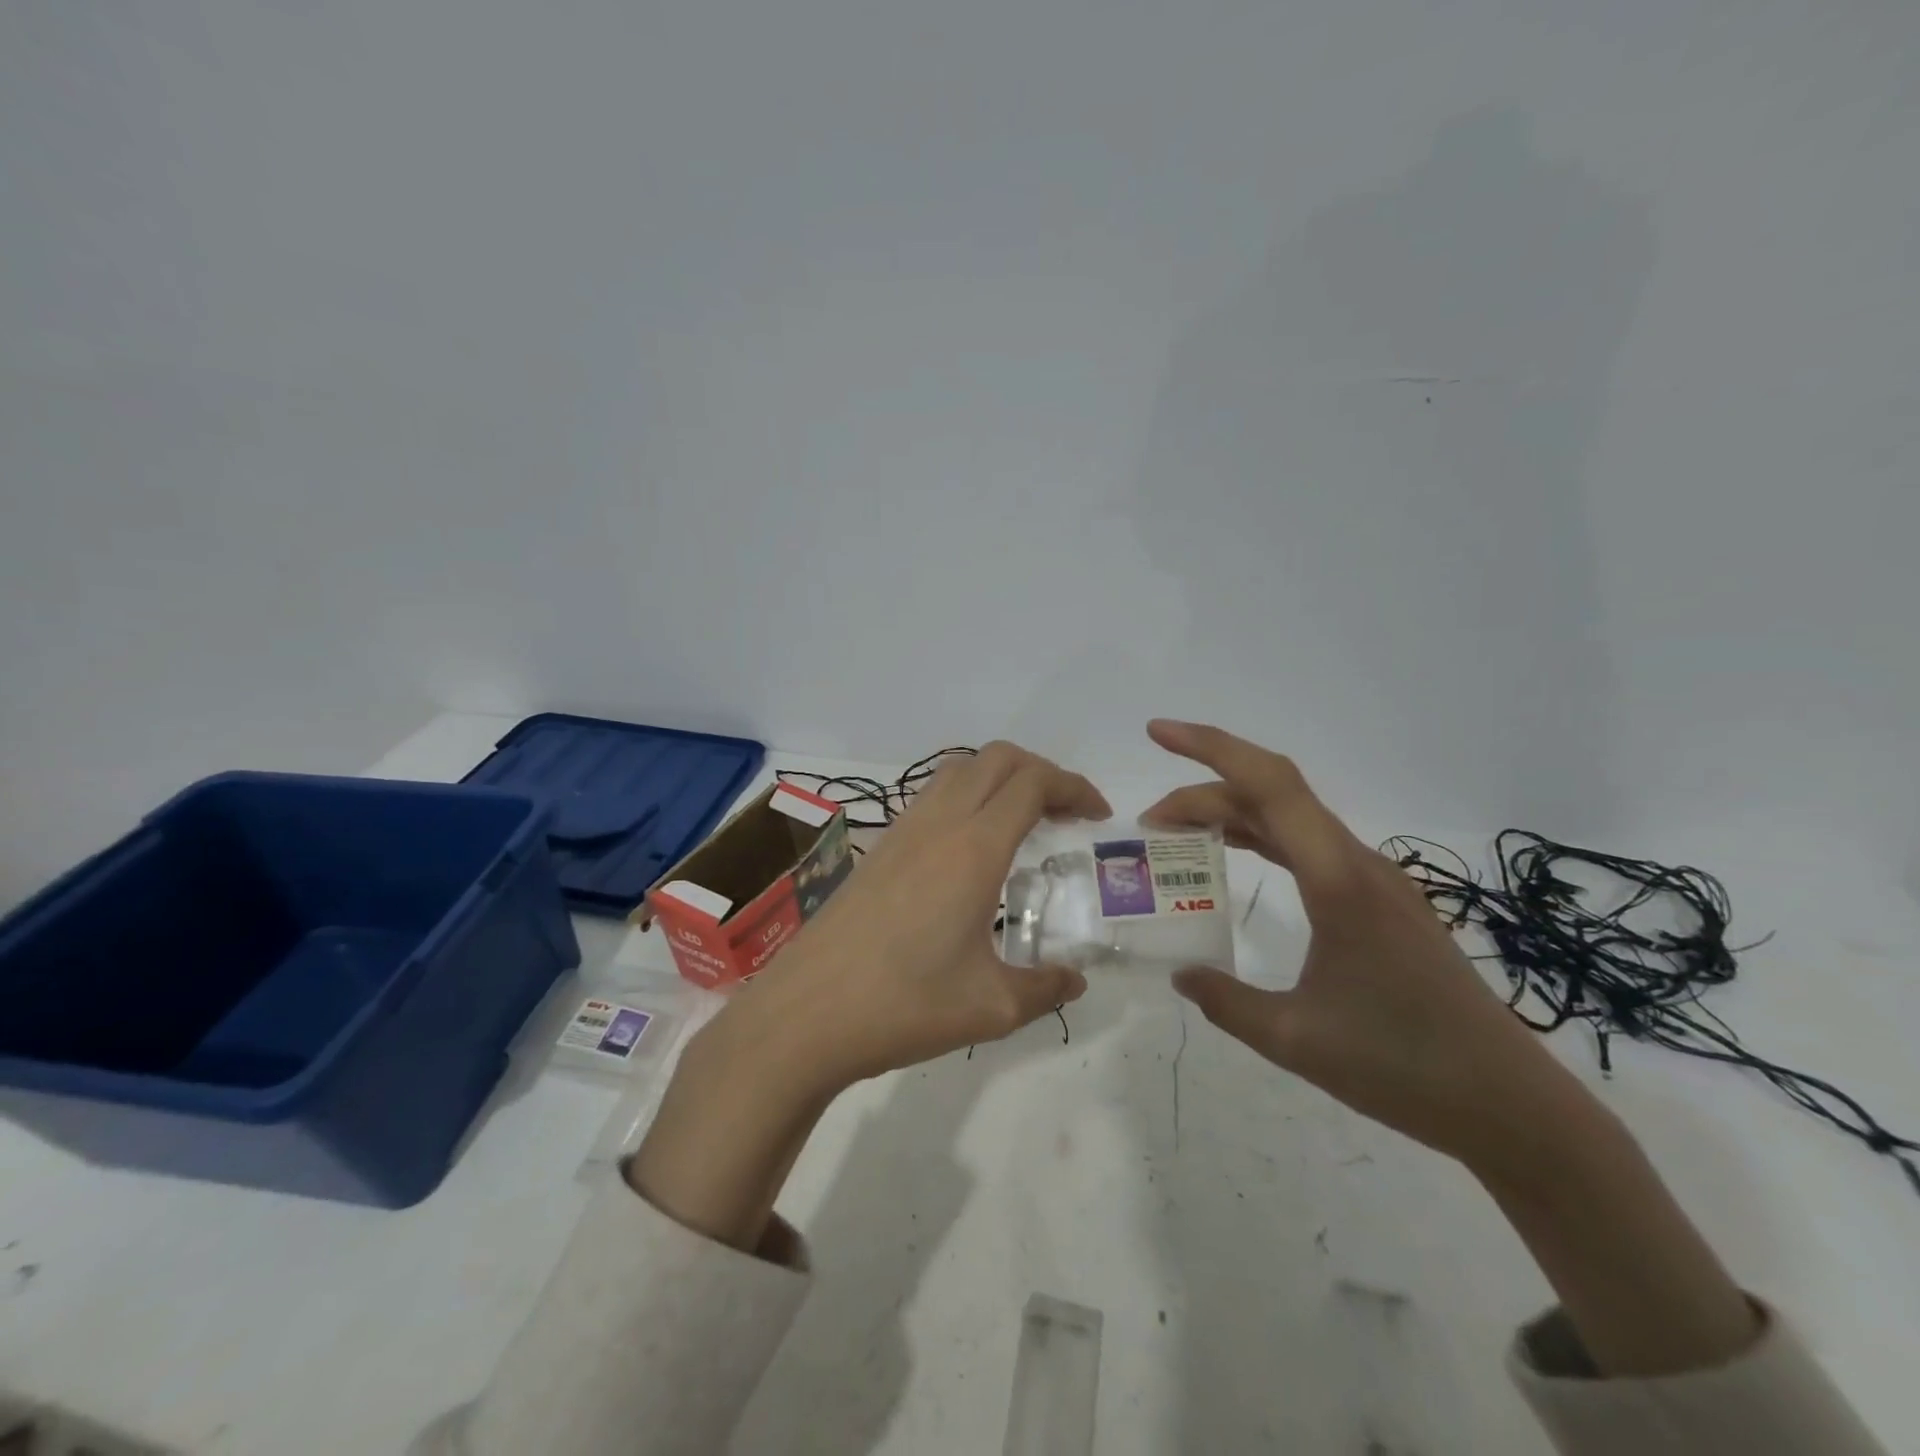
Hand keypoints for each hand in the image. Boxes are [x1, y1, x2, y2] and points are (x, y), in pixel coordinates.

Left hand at [630, 742, 1106, 1250]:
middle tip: (1066, 814)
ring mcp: (901, 831)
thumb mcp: (990, 1008)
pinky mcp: (878, 848)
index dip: (1073, 787)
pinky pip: (932, 796)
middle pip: (998, 759)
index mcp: (974, 849)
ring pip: (959, 770)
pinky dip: (966, 797)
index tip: (1097, 815)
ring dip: (999, 779)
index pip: (1033, 783)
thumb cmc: (903, 1006)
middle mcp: (938, 824)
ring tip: (1023, 823)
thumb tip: (1074, 980)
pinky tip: (970, 850)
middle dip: (1041, 772)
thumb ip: (1044, 988)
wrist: (805, 1015)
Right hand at [1141, 718, 1593, 1174]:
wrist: (1506, 1103)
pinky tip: (1236, 854)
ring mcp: (1372, 880)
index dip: (1209, 748)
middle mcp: (1356, 863)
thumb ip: (1225, 1001)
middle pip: (1271, 794)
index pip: (1268, 784)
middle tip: (1148, 824)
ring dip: (1230, 813)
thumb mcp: (1294, 1039)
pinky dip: (1260, 837)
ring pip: (1289, 818)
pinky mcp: (1379, 901)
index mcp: (1337, 880)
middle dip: (1202, 791)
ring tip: (1177, 834)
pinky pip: (1308, 846)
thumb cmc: (1401, 1066)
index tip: (1157, 733)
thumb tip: (1179, 974)